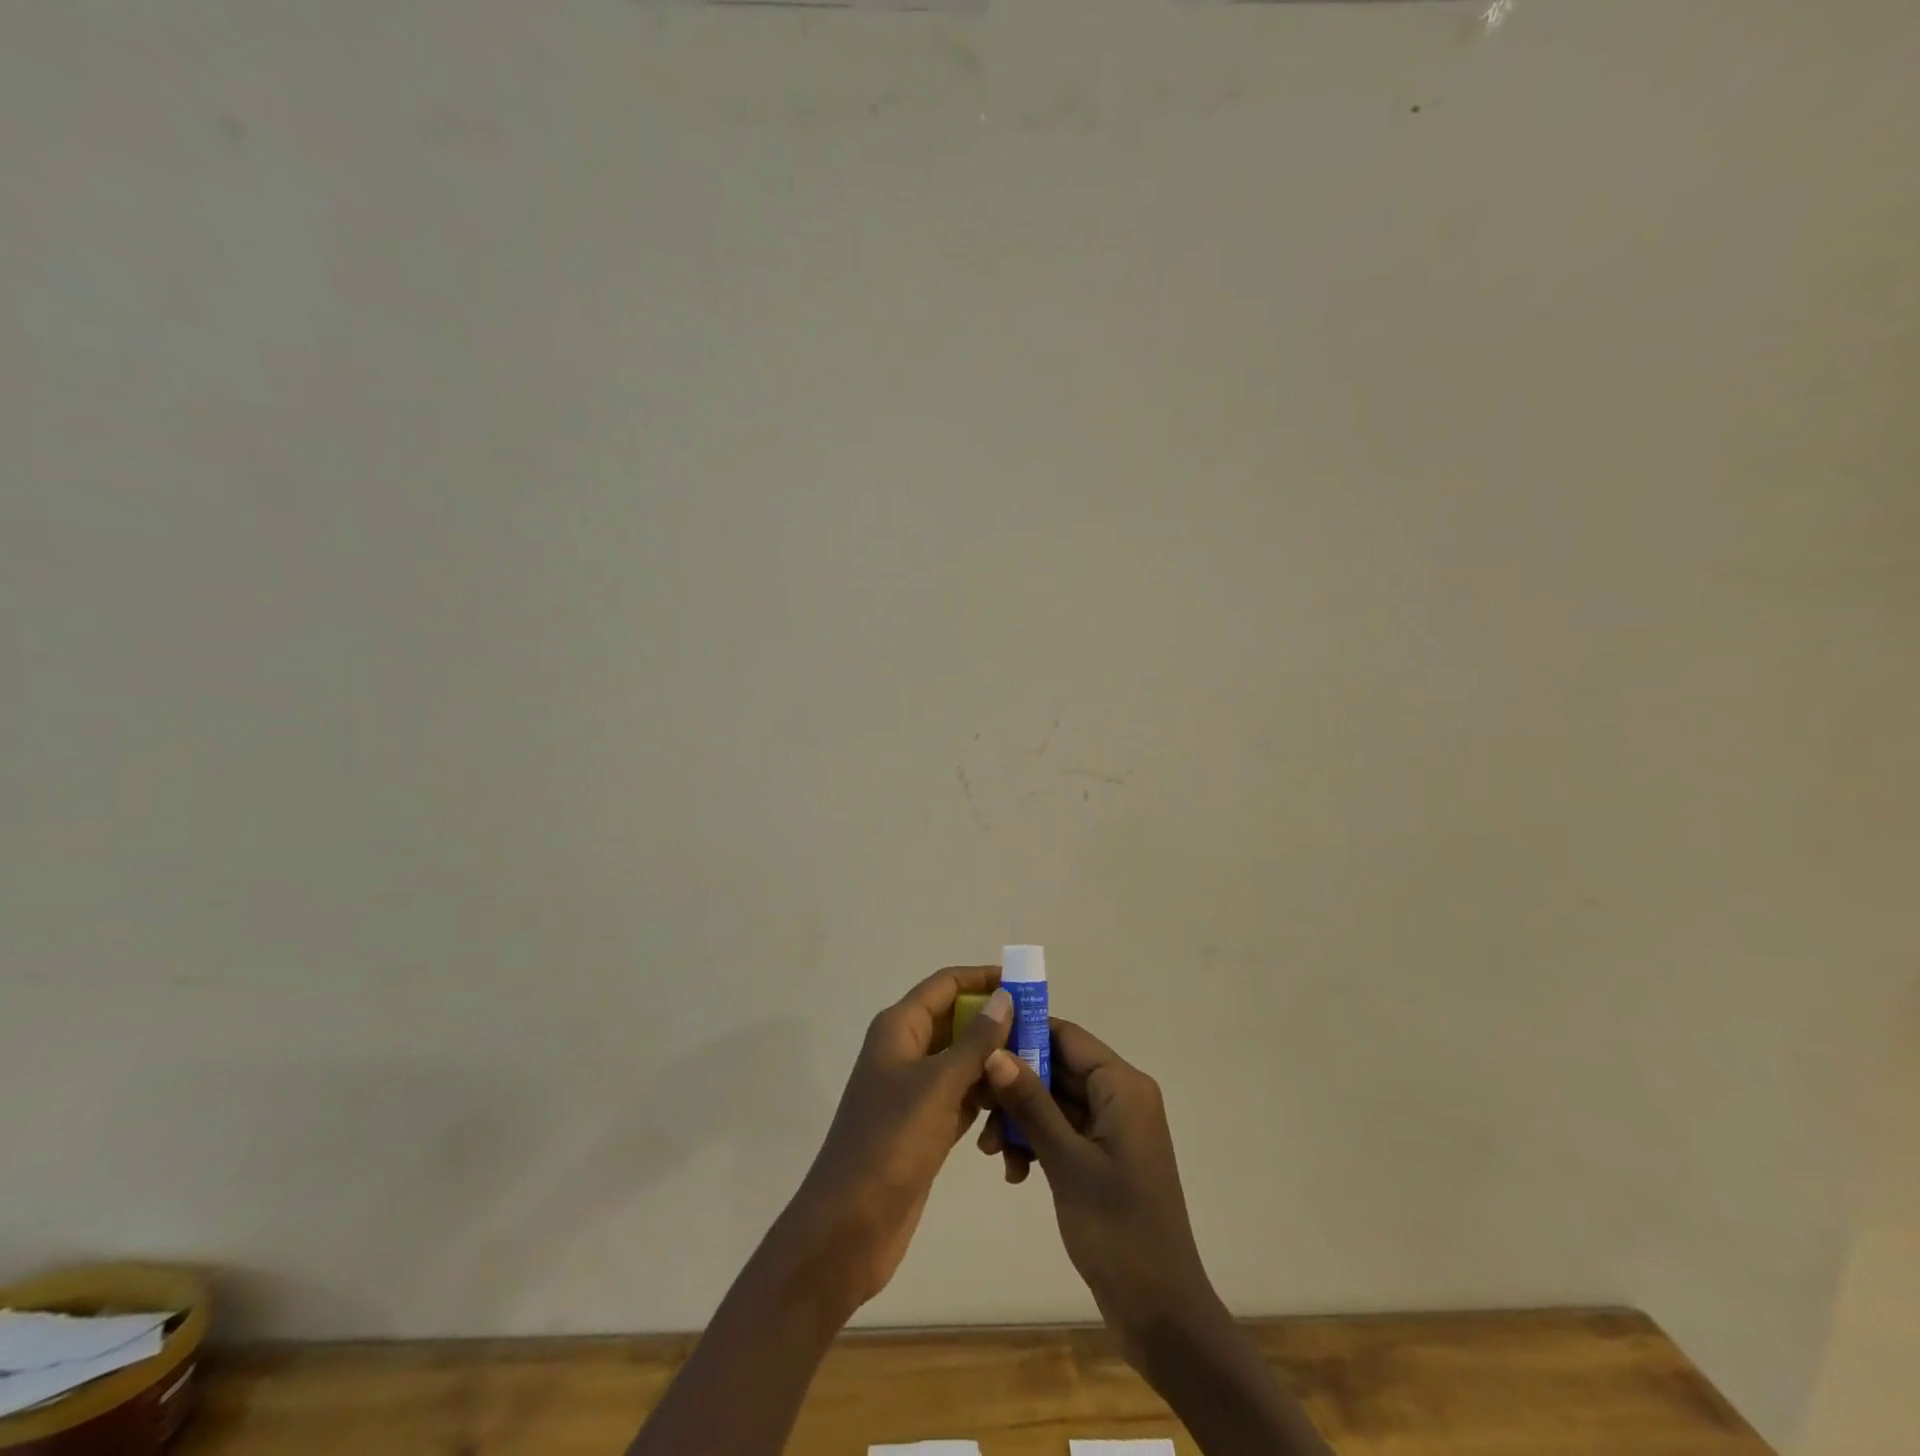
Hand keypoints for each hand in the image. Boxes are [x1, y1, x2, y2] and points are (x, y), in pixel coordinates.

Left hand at [782, 967, 1012, 1314]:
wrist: (848, 1227)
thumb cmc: (891, 1143)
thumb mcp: (938, 1085)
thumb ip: (976, 1041)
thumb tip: (1005, 996)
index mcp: (899, 1028)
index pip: (946, 985)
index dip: (983, 978)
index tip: (1025, 983)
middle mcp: (905, 1051)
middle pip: (958, 1021)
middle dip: (997, 1025)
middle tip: (1042, 1034)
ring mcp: (914, 1090)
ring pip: (964, 1062)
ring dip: (995, 1067)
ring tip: (1038, 1075)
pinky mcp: (925, 1125)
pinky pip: (963, 1098)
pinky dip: (986, 1103)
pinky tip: (1014, 1118)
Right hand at [978, 1019, 1218, 1354]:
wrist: (1160, 1313)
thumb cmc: (1118, 1229)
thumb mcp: (1067, 1162)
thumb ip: (1031, 1103)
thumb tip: (995, 1051)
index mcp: (1122, 1086)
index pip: (1067, 1036)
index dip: (1024, 1035)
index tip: (978, 1047)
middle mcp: (1120, 1096)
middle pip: (1057, 1068)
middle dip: (1015, 1086)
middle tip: (975, 1108)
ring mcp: (1112, 1128)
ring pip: (1054, 1101)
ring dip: (1020, 1120)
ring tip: (991, 1153)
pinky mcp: (1102, 1157)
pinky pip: (1062, 1130)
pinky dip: (1036, 1143)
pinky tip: (1014, 1174)